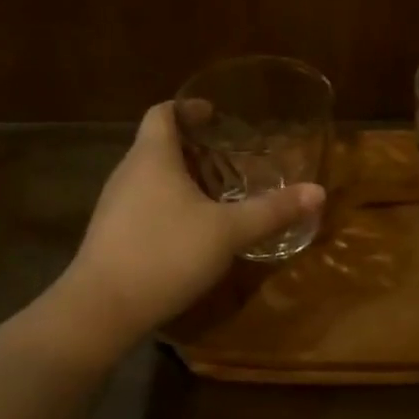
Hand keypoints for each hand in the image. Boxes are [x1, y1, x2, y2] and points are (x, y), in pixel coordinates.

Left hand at [65, 102, 324, 338]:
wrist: (101, 310)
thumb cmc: (165, 253)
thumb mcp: (228, 231)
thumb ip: (272, 211)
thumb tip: (318, 191)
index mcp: (152, 157)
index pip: (163, 113)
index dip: (188, 108)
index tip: (215, 114)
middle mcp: (128, 172)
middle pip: (158, 144)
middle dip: (193, 147)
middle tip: (229, 157)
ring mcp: (114, 205)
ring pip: (150, 176)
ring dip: (182, 177)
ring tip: (217, 192)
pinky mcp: (111, 234)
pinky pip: (143, 203)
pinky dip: (169, 203)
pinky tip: (192, 229)